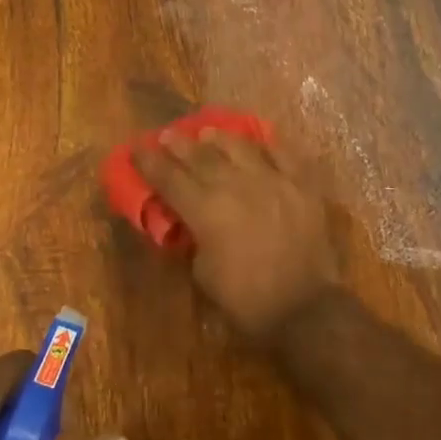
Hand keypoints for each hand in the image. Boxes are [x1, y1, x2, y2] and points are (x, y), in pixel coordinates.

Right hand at [134, 129, 338, 336]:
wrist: (303, 307)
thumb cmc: (245, 299)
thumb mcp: (203, 273)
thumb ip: (193, 240)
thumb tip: (191, 223)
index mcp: (205, 209)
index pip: (168, 178)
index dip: (149, 162)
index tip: (137, 148)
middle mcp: (236, 185)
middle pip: (201, 156)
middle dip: (179, 144)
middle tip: (167, 135)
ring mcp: (273, 180)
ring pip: (240, 147)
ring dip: (220, 139)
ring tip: (208, 133)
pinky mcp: (302, 186)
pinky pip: (284, 155)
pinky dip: (269, 146)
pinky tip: (260, 143)